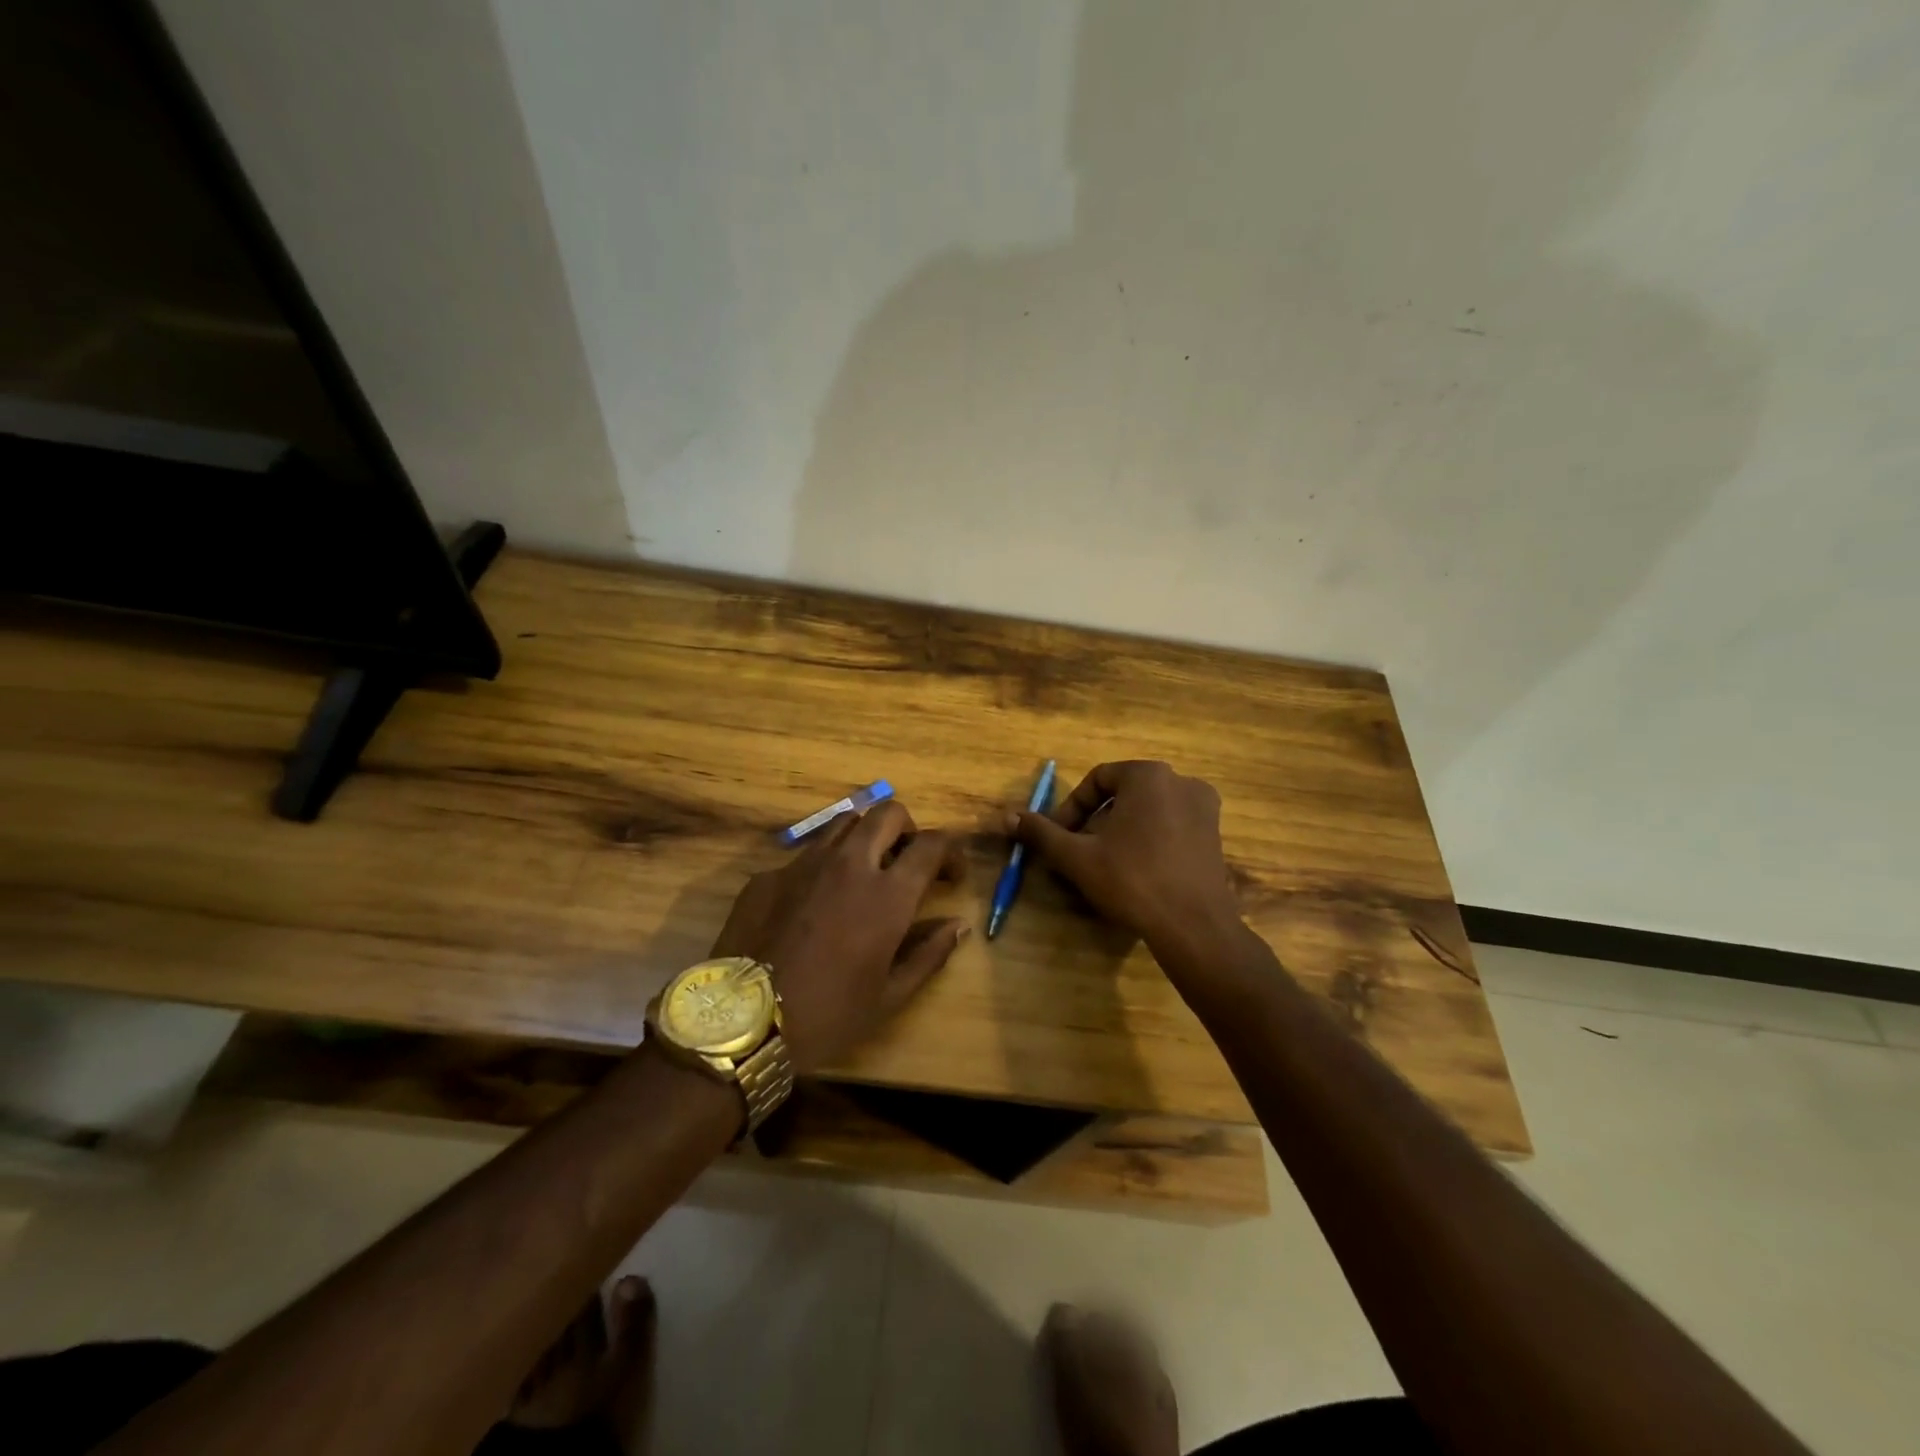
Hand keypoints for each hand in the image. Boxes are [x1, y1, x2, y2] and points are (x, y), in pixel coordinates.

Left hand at [709, 801, 967, 1072]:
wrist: (741, 1023)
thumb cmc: (827, 1015)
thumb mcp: (889, 997)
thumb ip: (929, 954)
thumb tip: (958, 925)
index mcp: (886, 895)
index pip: (931, 844)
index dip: (950, 852)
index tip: (951, 875)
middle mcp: (848, 864)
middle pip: (889, 814)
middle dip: (908, 830)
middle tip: (907, 862)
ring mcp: (803, 864)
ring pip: (845, 822)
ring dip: (865, 836)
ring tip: (864, 870)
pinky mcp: (768, 874)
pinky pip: (805, 854)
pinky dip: (823, 866)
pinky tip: (813, 903)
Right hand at [1006, 761, 1243, 959]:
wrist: (1194, 926)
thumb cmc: (1132, 880)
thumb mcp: (1077, 856)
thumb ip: (1041, 833)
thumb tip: (1007, 816)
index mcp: (1148, 775)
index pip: (1097, 779)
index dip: (1071, 808)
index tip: (1059, 837)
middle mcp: (1181, 781)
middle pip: (1123, 794)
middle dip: (1095, 821)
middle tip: (1078, 852)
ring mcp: (1204, 808)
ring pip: (1147, 811)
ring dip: (1120, 831)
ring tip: (1105, 864)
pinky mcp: (1215, 835)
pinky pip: (1171, 826)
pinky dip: (1148, 840)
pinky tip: (1137, 872)